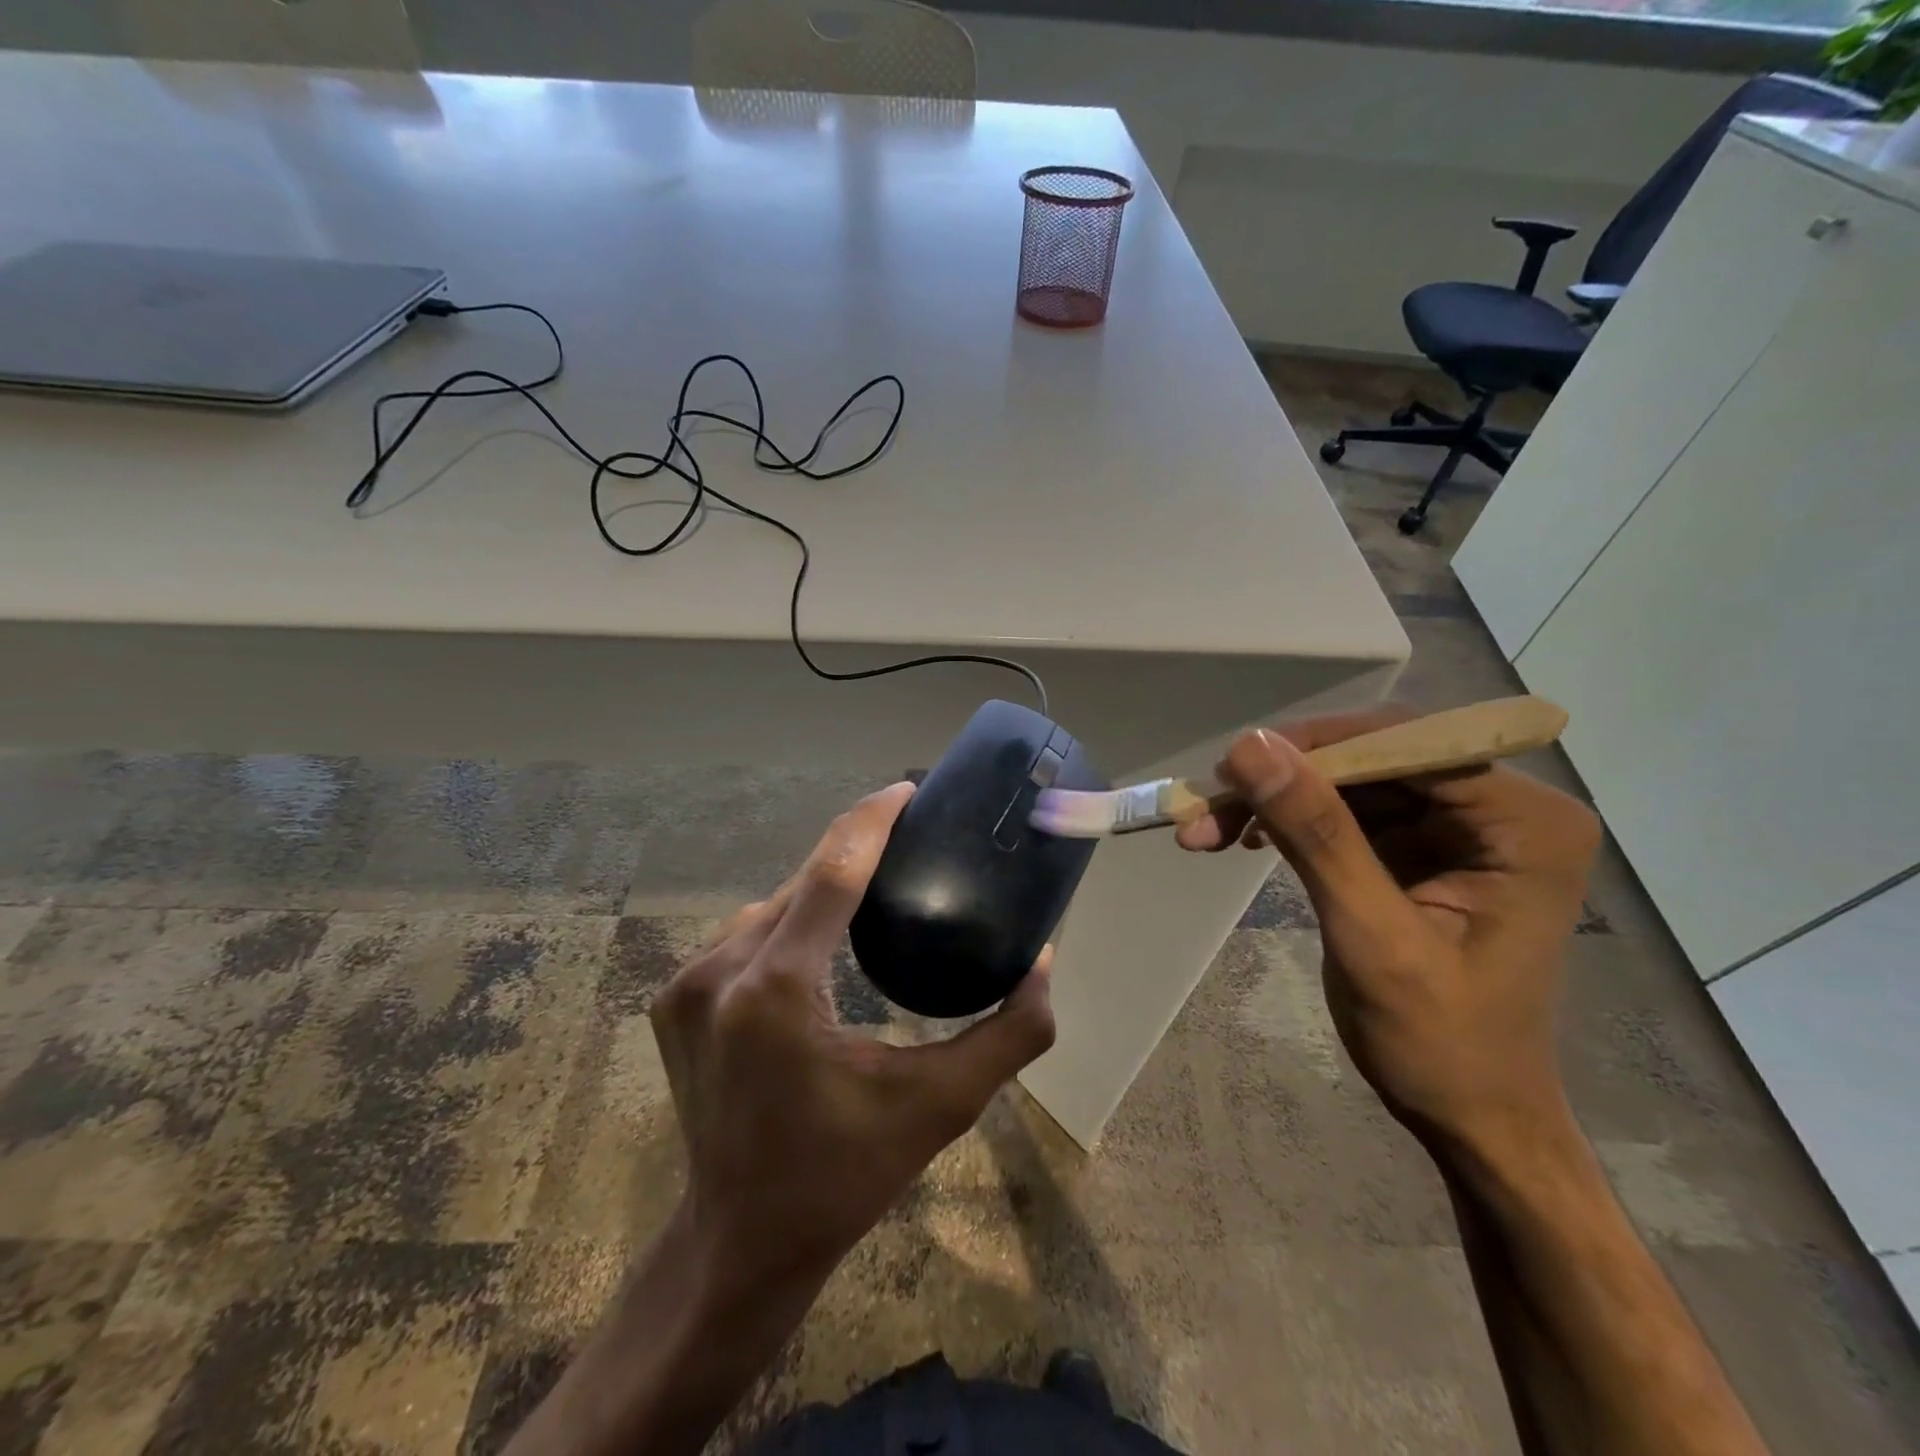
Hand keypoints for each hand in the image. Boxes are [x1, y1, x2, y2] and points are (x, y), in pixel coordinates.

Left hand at [651, 781, 1056, 1305]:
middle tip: (908, 839)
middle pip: (800, 882)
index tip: (907, 790)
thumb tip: (1044, 962)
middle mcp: (720, 972)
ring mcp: (686, 984)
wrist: (739, 1241)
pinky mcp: (672, 999)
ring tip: (872, 886)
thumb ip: (1009, 1035)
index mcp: (777, 990)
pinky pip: (743, 934)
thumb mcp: (940, 1107)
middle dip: (854, 852)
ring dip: (820, 889)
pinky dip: (786, 922)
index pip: (830, 872)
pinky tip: (820, 934)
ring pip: (769, 905)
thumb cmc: (845, 1175)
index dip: (871, 820)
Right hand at [1177, 708, 1599, 1152]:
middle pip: (1371, 758)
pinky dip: (1286, 821)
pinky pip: (1341, 810)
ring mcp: (1456, 824)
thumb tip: (1250, 746)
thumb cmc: (1442, 1043)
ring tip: (1204, 828)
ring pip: (1346, 781)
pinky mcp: (1418, 845)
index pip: (1410, 745)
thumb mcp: (1374, 938)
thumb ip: (1318, 836)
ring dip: (1273, 800)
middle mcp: (1499, 807)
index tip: (1233, 767)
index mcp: (1525, 821)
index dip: (1317, 748)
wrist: (1470, 1114)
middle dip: (1285, 779)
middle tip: (1207, 802)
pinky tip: (1241, 838)